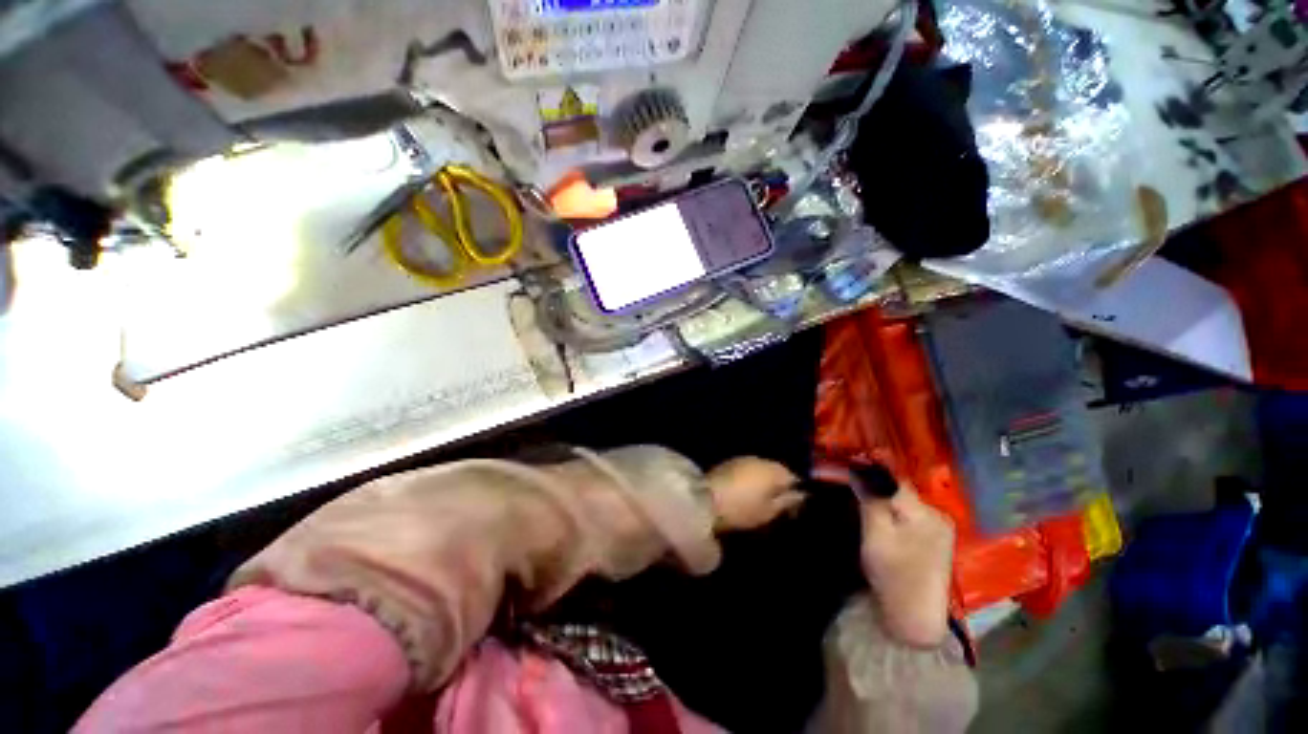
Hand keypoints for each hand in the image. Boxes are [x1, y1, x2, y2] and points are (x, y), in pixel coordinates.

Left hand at [705, 458, 802, 531]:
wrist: (705, 500)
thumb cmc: (742, 509)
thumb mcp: (769, 512)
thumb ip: (787, 501)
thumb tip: (802, 495)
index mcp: (773, 470)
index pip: (793, 477)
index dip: (796, 493)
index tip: (793, 510)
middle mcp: (760, 459)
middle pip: (777, 471)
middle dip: (780, 485)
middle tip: (777, 506)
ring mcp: (743, 459)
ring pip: (762, 469)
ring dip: (764, 481)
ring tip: (761, 500)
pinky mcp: (729, 463)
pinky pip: (748, 469)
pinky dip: (751, 479)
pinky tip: (746, 492)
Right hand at [860, 485, 954, 647]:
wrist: (916, 619)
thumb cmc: (895, 576)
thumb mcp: (876, 536)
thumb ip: (871, 500)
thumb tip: (858, 469)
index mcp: (925, 512)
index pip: (893, 478)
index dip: (869, 469)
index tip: (846, 465)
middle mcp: (936, 514)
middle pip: (899, 488)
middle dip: (874, 483)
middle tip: (848, 483)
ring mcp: (938, 527)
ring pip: (902, 500)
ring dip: (881, 496)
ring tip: (858, 497)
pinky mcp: (934, 539)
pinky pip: (907, 513)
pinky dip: (890, 510)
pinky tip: (877, 515)